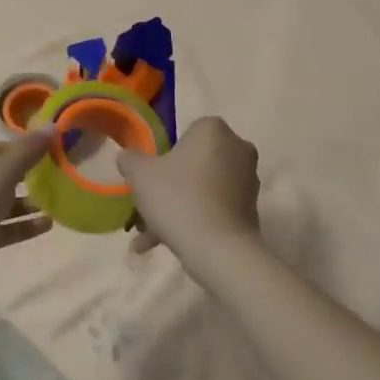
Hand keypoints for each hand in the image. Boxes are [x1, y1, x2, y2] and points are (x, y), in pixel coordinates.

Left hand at [0, 133, 54, 308]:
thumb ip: (29, 151)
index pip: (0, 147)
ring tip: (57, 205)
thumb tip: (53, 126)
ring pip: (2, 202)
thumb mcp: (2, 171)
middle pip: (1, 174)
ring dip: (28, 204)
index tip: (55, 158)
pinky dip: (21, 225)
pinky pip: (1, 226)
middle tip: (59, 182)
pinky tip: (46, 225)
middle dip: (30, 179)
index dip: (27, 151)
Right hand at [119, 117, 260, 266]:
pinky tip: (167, 244)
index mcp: (213, 130)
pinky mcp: (251, 210)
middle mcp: (237, 149)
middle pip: (195, 163)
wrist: (218, 249)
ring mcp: (248, 181)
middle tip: (148, 206)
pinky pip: (215, 209)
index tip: (151, 177)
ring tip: (150, 237)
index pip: (186, 133)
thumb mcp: (140, 175)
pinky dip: (194, 221)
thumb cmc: (178, 198)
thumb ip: (130, 159)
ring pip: (203, 189)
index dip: (165, 155)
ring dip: (178, 207)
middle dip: (170, 186)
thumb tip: (128, 157)